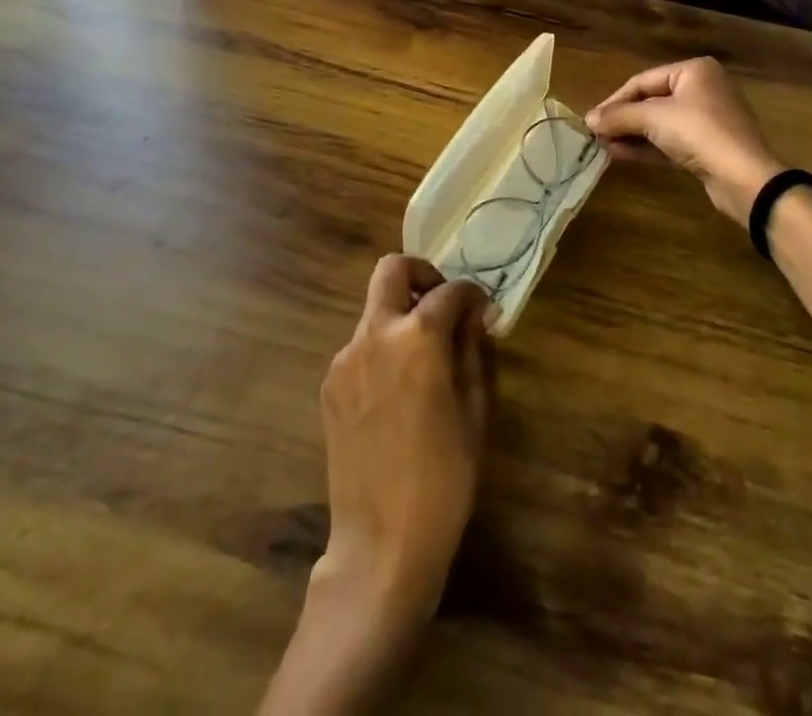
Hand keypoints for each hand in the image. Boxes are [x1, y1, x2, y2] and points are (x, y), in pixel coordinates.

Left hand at [316, 256, 492, 626]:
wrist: (382, 543)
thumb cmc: (444, 480)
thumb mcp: (474, 412)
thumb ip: (473, 350)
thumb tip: (476, 313)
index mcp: (418, 338)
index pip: (448, 290)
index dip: (470, 293)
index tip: (482, 307)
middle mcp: (376, 334)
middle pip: (391, 268)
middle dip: (420, 273)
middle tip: (441, 304)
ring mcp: (346, 358)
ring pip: (373, 309)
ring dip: (400, 315)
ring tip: (423, 357)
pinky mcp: (329, 384)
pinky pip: (360, 346)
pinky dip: (382, 347)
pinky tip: (397, 390)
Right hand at [585, 57, 785, 225]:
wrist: (744, 178)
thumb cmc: (699, 133)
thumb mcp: (653, 118)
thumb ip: (618, 116)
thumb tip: (588, 120)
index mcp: (694, 71)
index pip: (642, 80)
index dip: (614, 100)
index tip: (592, 120)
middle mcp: (702, 89)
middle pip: (651, 101)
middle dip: (623, 119)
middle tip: (596, 134)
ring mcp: (707, 119)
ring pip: (659, 123)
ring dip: (631, 134)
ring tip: (603, 146)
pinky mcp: (708, 146)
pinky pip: (670, 141)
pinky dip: (647, 146)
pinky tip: (621, 154)